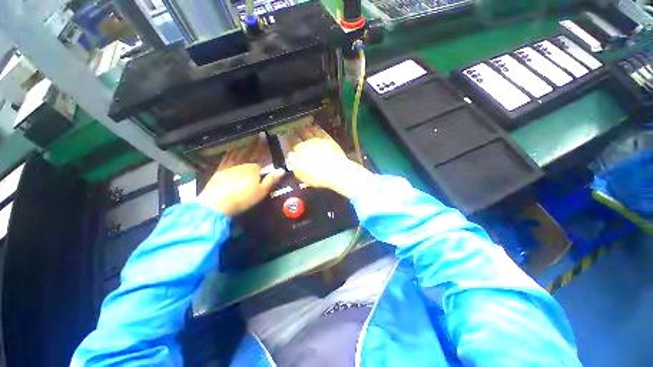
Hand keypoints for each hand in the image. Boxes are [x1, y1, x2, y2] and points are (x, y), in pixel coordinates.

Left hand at [196, 137, 284, 215]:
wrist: (217, 203)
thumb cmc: (243, 198)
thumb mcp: (261, 191)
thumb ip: (271, 179)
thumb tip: (282, 170)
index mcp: (253, 168)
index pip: (260, 155)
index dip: (264, 147)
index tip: (267, 139)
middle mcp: (241, 164)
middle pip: (250, 151)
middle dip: (255, 143)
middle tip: (258, 135)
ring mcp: (230, 165)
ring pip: (238, 152)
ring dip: (244, 145)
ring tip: (247, 139)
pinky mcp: (220, 169)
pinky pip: (227, 157)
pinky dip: (231, 152)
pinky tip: (232, 149)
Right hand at [287, 126, 373, 198]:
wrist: (336, 172)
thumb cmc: (316, 175)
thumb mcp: (300, 173)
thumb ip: (293, 163)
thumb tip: (290, 154)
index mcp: (300, 150)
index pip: (291, 141)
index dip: (287, 138)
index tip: (284, 135)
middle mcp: (308, 142)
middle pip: (300, 134)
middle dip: (295, 131)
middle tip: (292, 127)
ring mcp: (319, 140)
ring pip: (310, 130)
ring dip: (305, 127)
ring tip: (301, 124)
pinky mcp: (329, 140)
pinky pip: (321, 131)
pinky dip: (316, 127)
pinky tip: (315, 126)